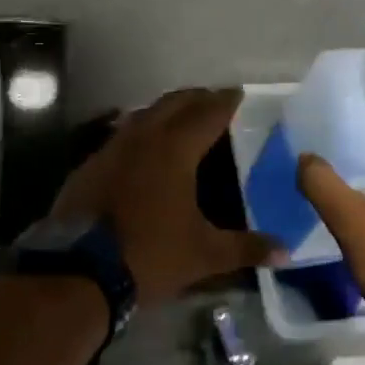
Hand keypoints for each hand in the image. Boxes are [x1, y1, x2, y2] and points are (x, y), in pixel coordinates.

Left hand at [51, 88, 281, 306]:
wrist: (78, 272)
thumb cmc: (148, 255)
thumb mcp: (203, 255)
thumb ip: (245, 248)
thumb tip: (286, 250)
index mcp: (175, 150)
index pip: (207, 114)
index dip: (225, 101)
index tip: (238, 92)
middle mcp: (143, 137)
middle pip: (174, 103)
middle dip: (196, 97)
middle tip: (214, 98)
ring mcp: (112, 148)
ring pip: (144, 114)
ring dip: (166, 109)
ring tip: (181, 115)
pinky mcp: (90, 165)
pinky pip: (121, 134)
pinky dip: (140, 129)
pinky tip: (142, 145)